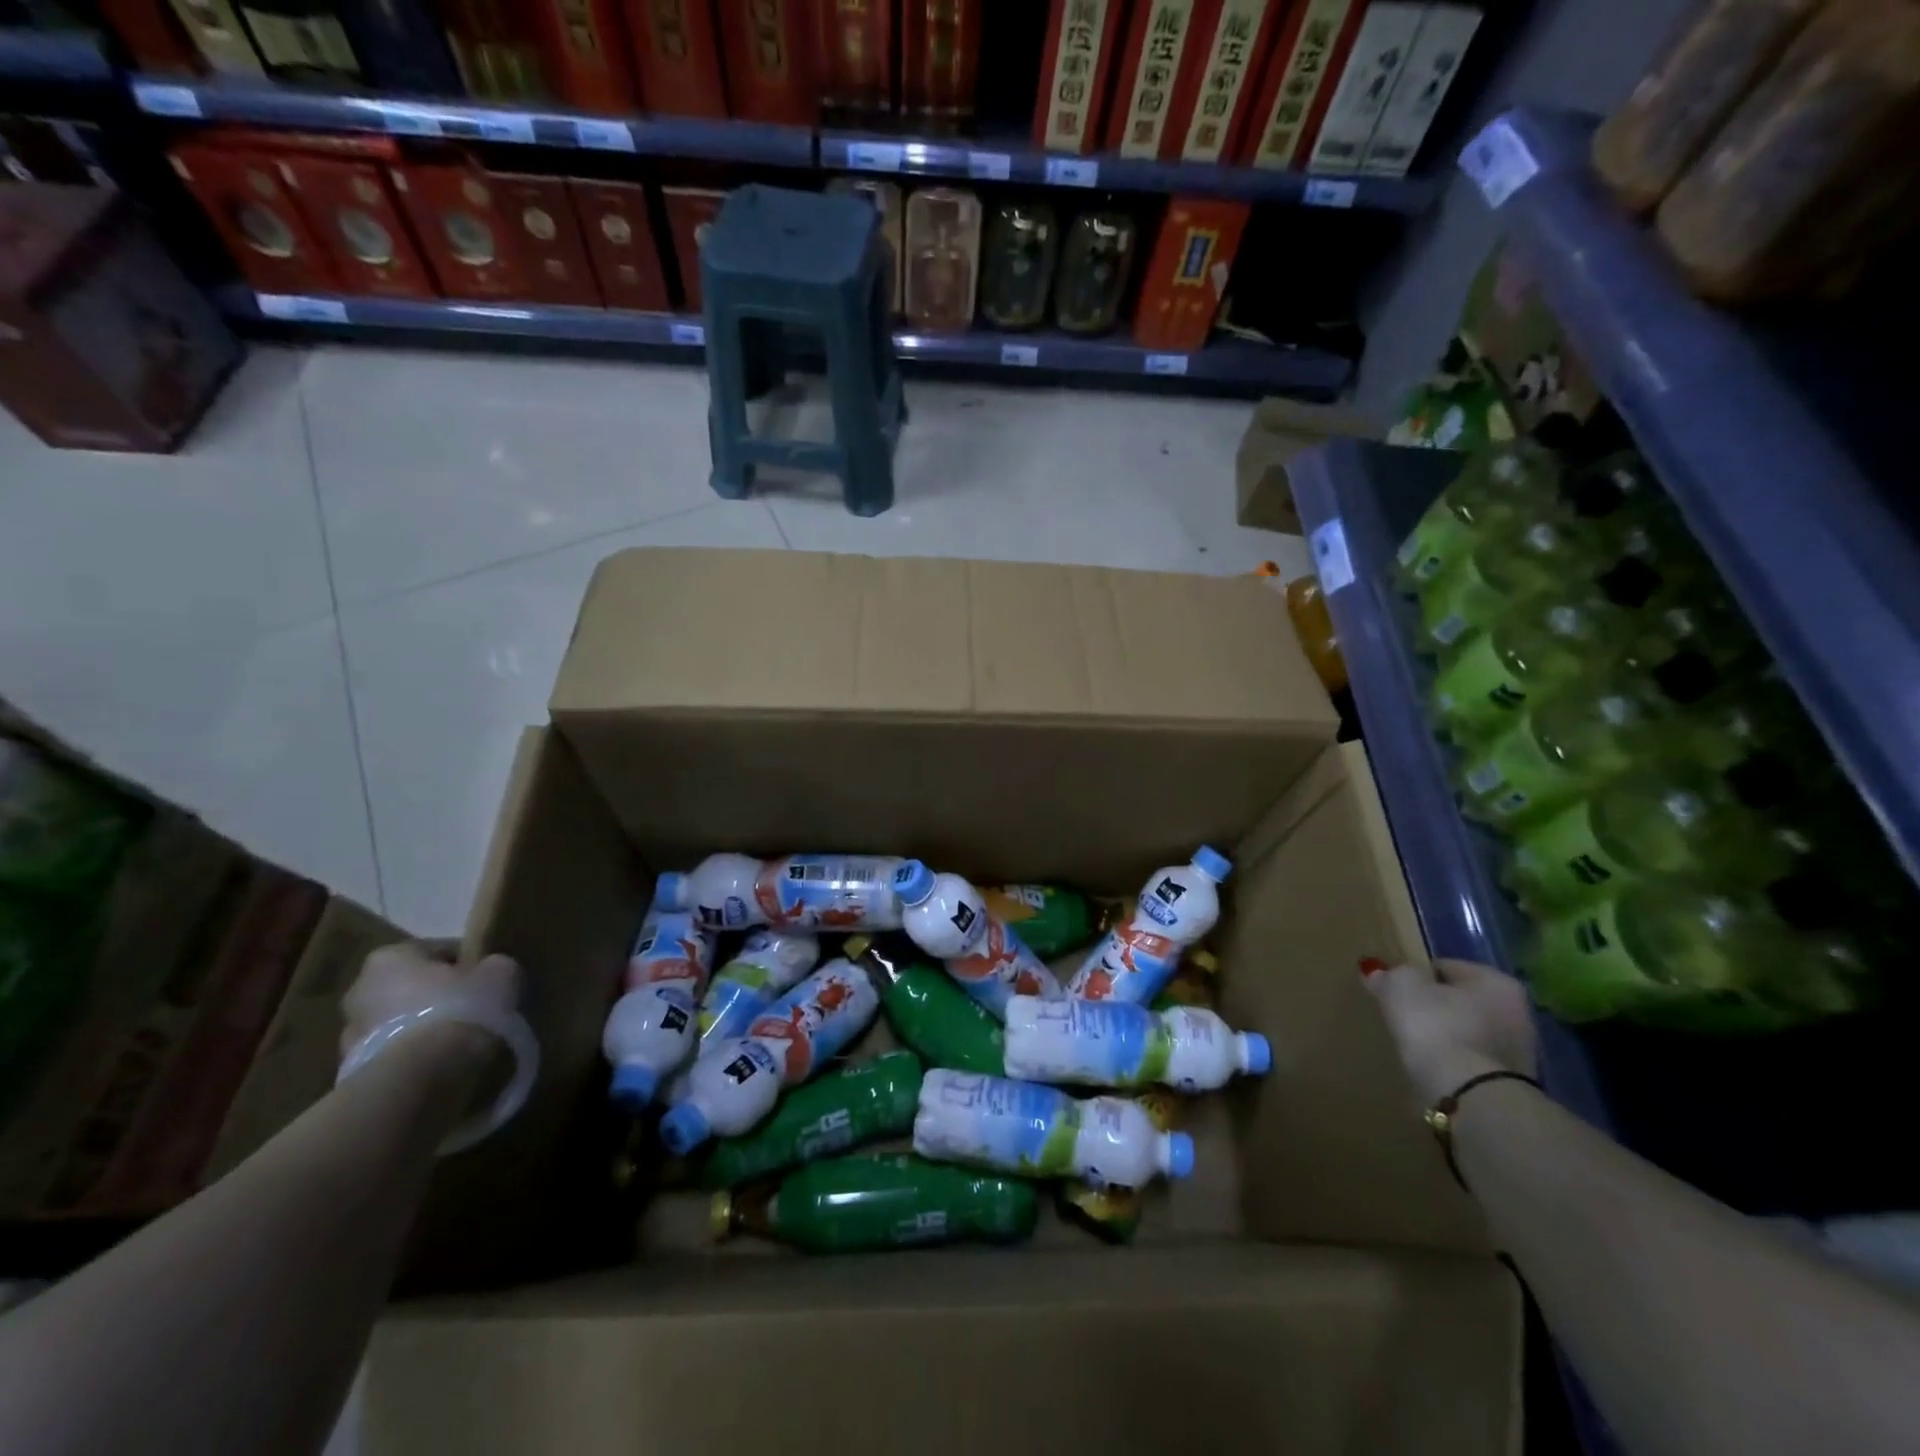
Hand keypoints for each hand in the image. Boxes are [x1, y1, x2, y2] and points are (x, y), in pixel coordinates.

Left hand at [341, 942, 521, 1075]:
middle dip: (439, 996)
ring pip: (401, 1022)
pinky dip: (415, 1055)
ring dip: (424, 1027)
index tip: (489, 979)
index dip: (469, 963)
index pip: (439, 951)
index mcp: (390, 957)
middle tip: (474, 1008)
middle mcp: (359, 990)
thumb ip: (493, 965)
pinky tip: (443, 1063)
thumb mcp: (499, 972)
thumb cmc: (459, 1008)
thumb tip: (490, 971)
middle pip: (413, 987)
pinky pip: (395, 1053)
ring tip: (460, 1040)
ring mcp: (350, 1035)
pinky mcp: (354, 1071)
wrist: (421, 1077)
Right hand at [1364, 958, 1538, 1106]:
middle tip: (1402, 1016)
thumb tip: (1376, 971)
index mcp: (1497, 982)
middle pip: (1460, 1001)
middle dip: (1435, 1007)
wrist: (1471, 1098)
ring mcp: (1519, 1053)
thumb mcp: (1401, 988)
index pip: (1445, 967)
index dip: (1415, 975)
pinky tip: (1431, 1068)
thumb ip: (1389, 975)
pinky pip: (1470, 1062)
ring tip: (1414, 1045)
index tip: (1394, 990)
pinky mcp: (1510, 1085)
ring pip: (1467, 1032)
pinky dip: (1452, 1062)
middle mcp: (1517, 1012)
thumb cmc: (1438, 1028)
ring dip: (1445, 1036)